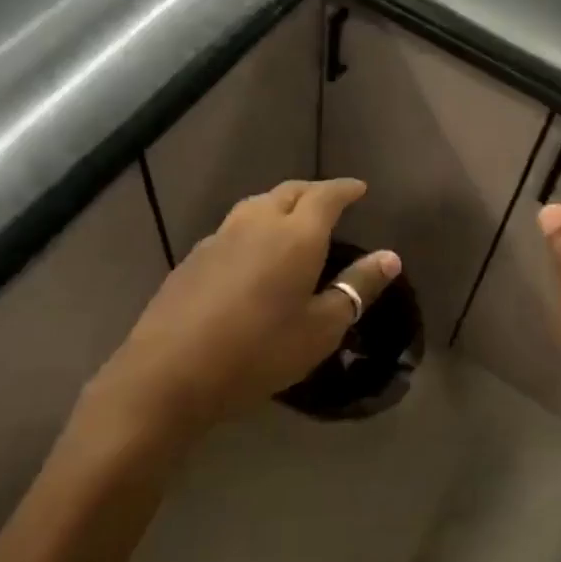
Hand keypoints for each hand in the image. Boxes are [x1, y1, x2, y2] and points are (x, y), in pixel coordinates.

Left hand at [78, 179, 398, 457]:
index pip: (326, 196)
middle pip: (289, 192)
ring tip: (293, 221)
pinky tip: (253, 254)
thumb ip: (357, 287)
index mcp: (295, 235)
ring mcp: (220, 237)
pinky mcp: (194, 258)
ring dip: (280, 205)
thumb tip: (390, 257)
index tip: (359, 189)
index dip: (345, 189)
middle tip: (330, 202)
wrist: (170, 373)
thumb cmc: (259, 351)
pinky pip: (233, 228)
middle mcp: (257, 223)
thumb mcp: (321, 328)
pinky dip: (254, 228)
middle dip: (314, 192)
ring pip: (257, 205)